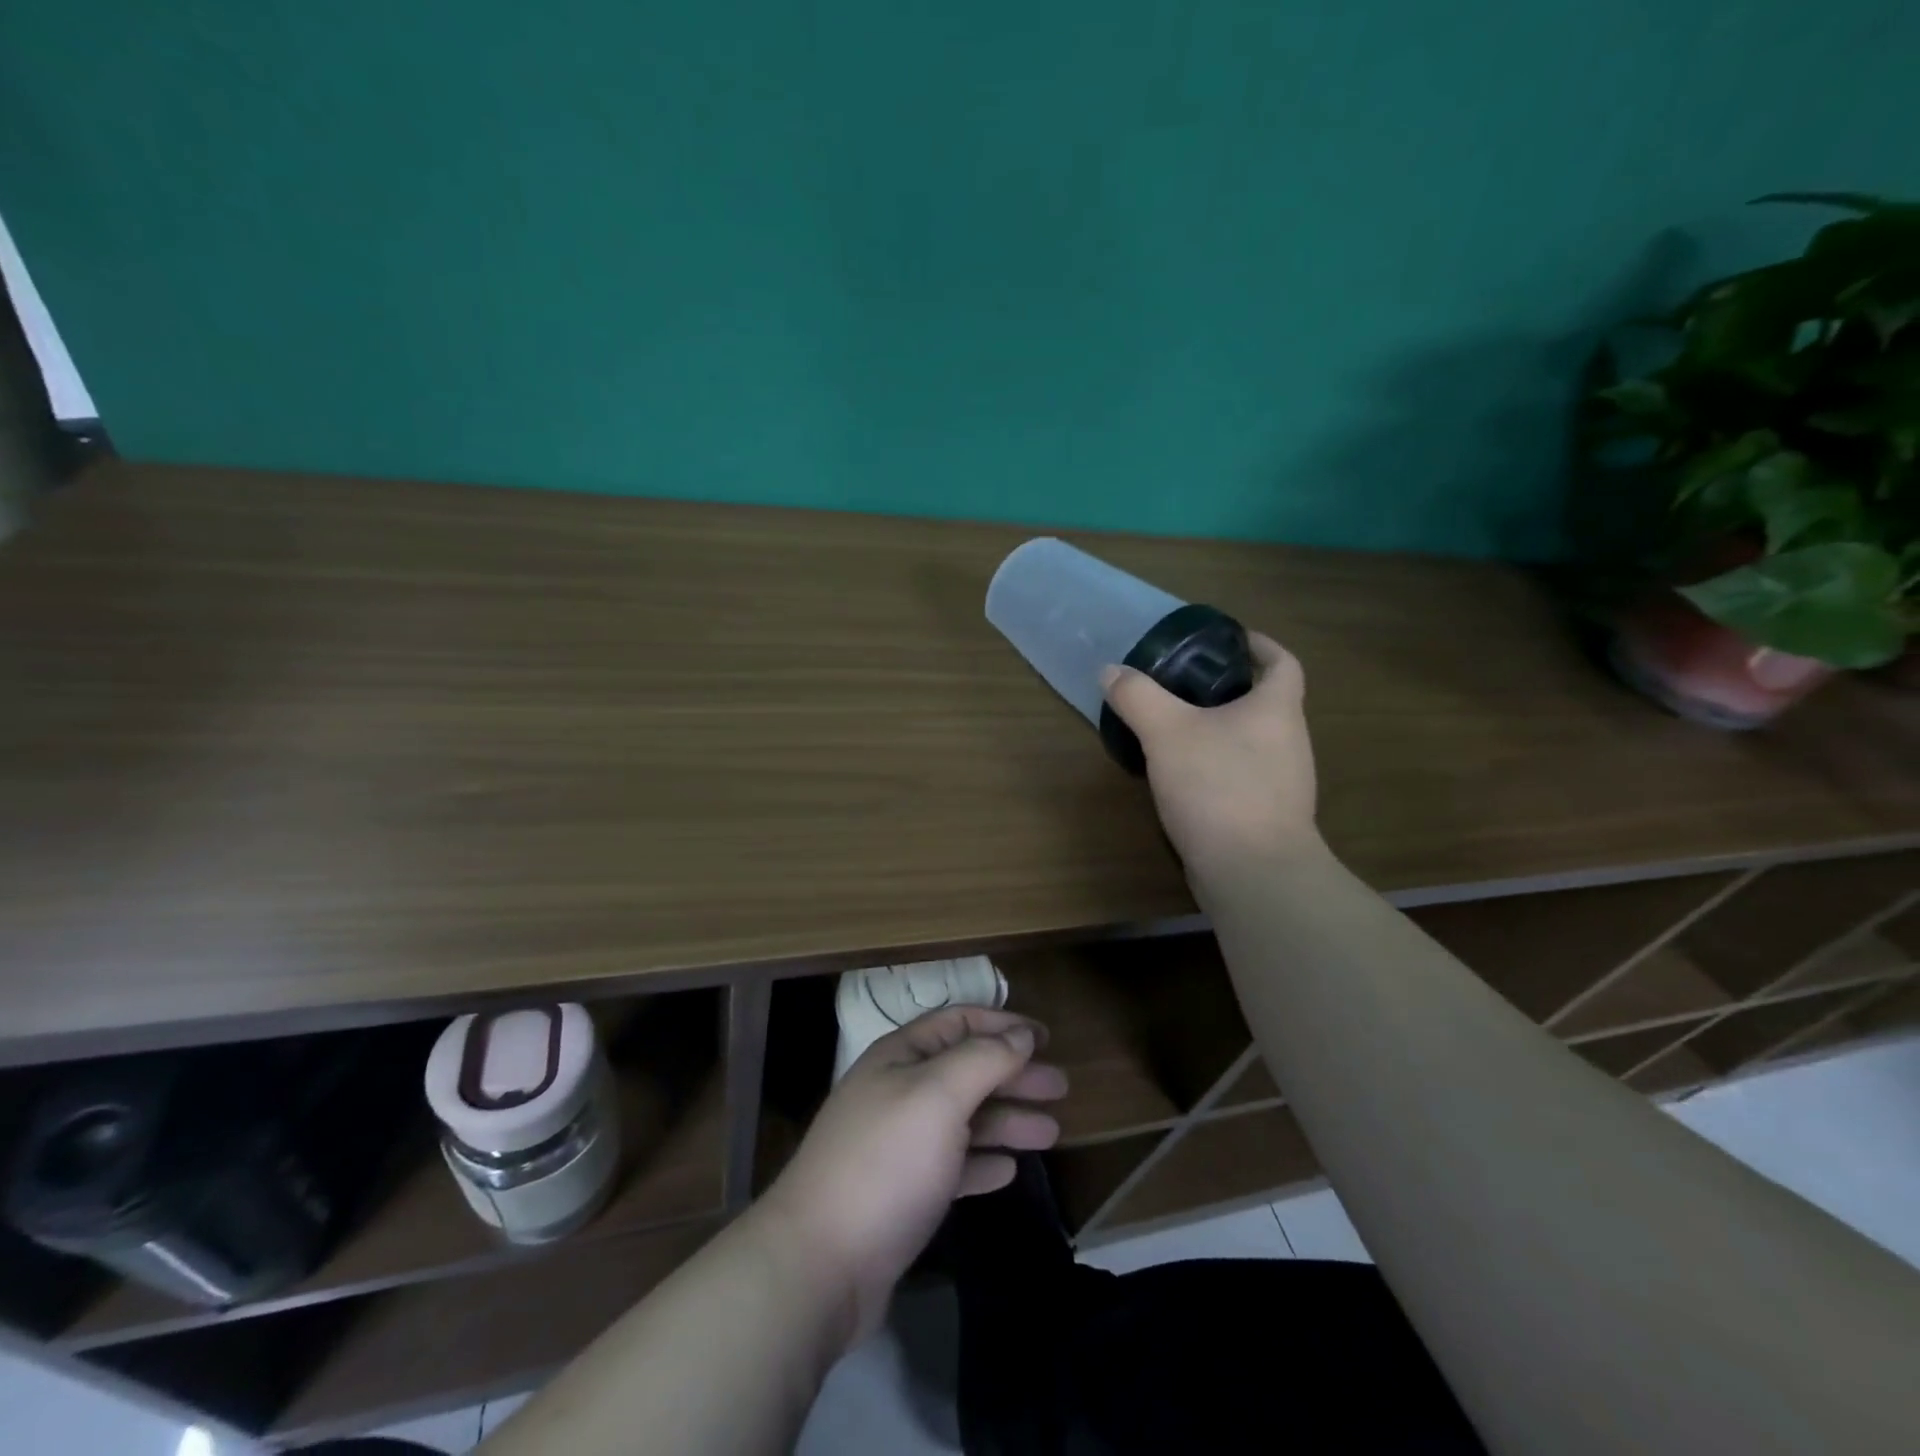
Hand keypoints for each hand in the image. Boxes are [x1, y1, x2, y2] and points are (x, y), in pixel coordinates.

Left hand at [757, 1006, 1066, 1345]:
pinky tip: (1009, 1171)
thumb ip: (983, 1060)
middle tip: (1061, 1088)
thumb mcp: (938, 1096)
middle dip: (1014, 1075)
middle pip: (966, 1071)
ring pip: (964, 1120)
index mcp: (901, 1057)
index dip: (1003, 1025)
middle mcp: (899, 1091)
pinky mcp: (902, 1193)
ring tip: (1052, 1132)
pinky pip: (952, 1165)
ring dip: (1007, 1121)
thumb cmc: (885, 1162)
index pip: (958, 1023)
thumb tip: (1021, 1034)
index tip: (1046, 1037)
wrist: (820, 1263)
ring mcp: (899, 1144)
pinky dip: (982, 1162)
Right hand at [1101, 631, 1319, 876]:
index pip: (1282, 662)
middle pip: (1265, 702)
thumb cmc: (1218, 787)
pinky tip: (1183, 776)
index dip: (1259, 645)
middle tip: (1184, 684)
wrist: (1252, 872)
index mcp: (1276, 709)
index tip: (1229, 639)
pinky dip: (1217, 766)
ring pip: (1251, 741)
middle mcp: (1288, 741)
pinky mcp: (1267, 816)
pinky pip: (1241, 776)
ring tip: (1176, 728)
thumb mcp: (1167, 732)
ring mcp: (1283, 783)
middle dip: (1229, 689)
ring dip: (1220, 730)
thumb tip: (1111, 671)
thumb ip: (1138, 697)